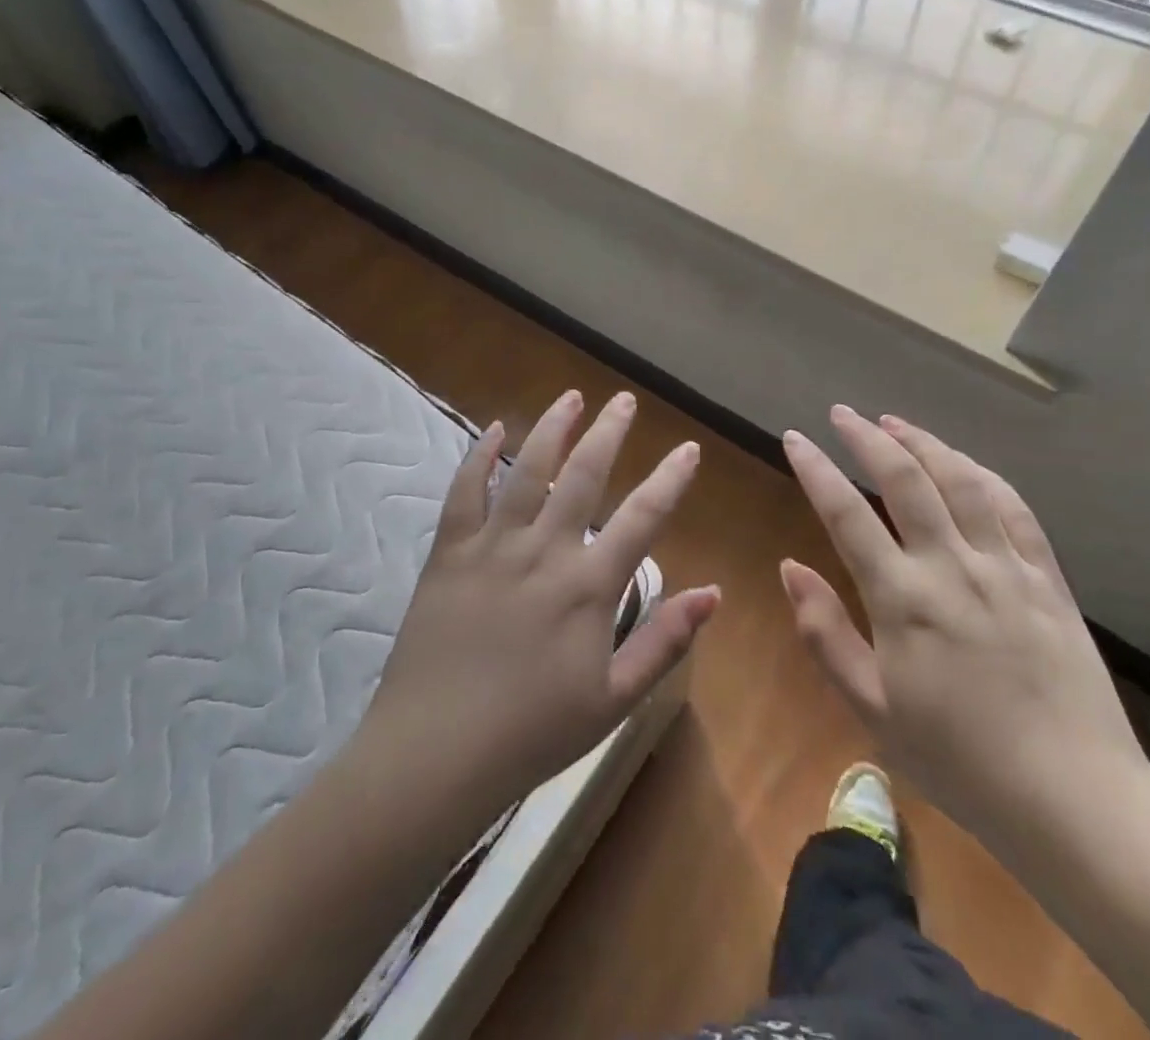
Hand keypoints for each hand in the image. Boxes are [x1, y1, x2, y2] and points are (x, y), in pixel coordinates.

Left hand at [358, 390, 718, 824]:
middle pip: (585, 475)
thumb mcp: (614, 699)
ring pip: (528, 469)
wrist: (436, 753)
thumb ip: (665, 641)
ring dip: (553, 428)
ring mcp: (493, 545)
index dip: (671, 478)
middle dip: (609, 432)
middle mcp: (545, 550)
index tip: (688, 448)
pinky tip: (492, 430)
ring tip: (572, 396)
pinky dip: (479, 457)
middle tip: (624, 401)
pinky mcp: (450, 552)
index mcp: (589, 585)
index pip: (643, 516)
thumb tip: (714, 592)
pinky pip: (465, 492)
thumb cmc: (533, 733)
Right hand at [780, 406, 1149, 859]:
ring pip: (961, 481)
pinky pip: (1013, 508)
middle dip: (867, 438)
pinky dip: (982, 474)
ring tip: (894, 423)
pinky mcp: (1047, 579)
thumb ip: (824, 633)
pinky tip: (964, 464)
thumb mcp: (872, 709)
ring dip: (923, 443)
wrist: (1077, 803)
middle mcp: (953, 567)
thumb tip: (789, 567)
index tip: (794, 438)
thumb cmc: (960, 762)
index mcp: (904, 599)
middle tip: (842, 414)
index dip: (816, 469)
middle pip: (906, 479)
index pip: (847, 514)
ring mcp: (1006, 568)